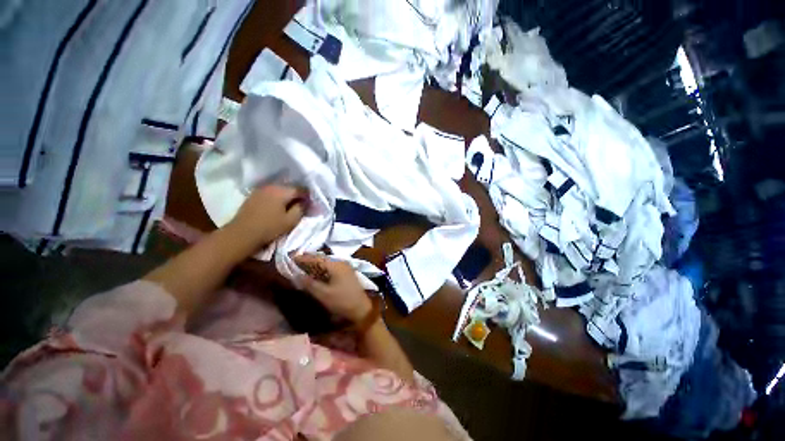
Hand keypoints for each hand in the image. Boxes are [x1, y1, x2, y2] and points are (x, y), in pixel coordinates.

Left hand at [227, 185, 306, 247]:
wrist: (242, 234)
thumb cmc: (269, 228)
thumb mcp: (291, 221)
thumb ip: (301, 209)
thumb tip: (306, 202)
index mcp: (282, 191)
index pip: (300, 189)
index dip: (308, 196)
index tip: (311, 203)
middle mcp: (271, 186)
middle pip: (289, 187)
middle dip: (297, 194)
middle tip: (302, 205)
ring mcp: (261, 189)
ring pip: (279, 189)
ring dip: (287, 196)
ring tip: (290, 205)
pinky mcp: (253, 195)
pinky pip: (270, 193)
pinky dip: (277, 197)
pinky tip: (277, 205)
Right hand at [294, 254, 371, 322]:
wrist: (361, 307)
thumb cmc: (341, 301)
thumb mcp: (323, 294)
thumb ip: (310, 283)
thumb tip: (298, 275)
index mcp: (336, 265)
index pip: (317, 258)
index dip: (304, 258)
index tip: (292, 257)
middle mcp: (341, 262)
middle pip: (323, 259)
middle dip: (310, 260)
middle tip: (296, 261)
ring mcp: (346, 267)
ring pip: (328, 262)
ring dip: (316, 264)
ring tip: (304, 266)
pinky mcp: (347, 272)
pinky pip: (332, 267)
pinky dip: (323, 268)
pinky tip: (317, 273)